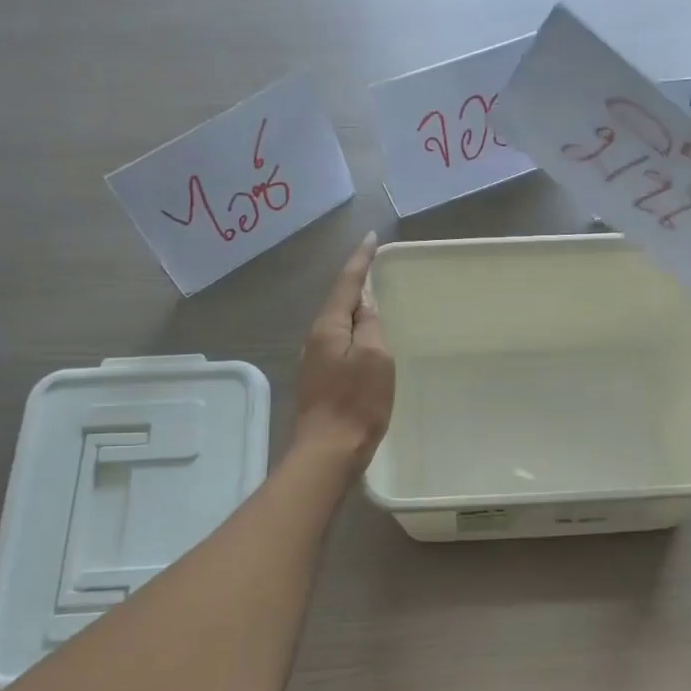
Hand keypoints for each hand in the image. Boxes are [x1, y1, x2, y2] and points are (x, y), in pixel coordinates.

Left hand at [293, 233, 395, 472]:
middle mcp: (315, 339)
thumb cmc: (356, 403)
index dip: (360, 261)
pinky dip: (354, 332)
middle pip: (338, 302)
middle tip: (375, 267)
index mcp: (328, 328)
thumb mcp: (375, 358)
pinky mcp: (320, 381)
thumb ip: (370, 326)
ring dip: (354, 309)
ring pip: (338, 324)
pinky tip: (365, 339)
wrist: (328, 452)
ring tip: (374, 300)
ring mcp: (315, 361)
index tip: (371, 239)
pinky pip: (339, 344)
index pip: (346, 284)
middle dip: (356, 283)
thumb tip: (366, 304)